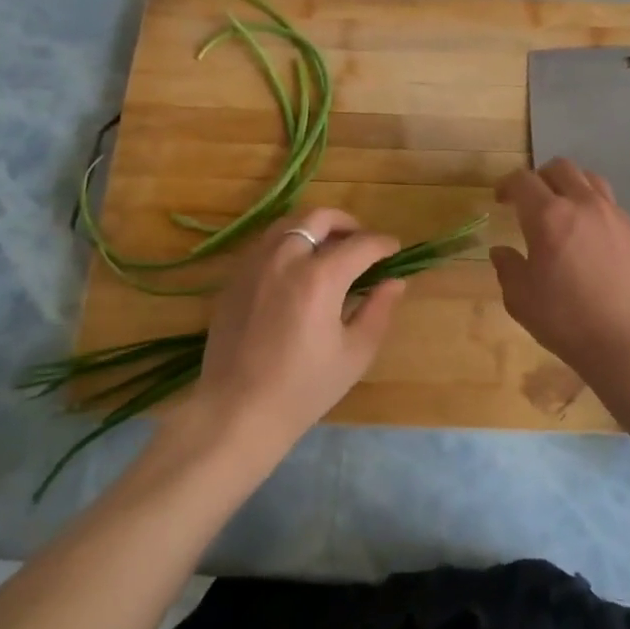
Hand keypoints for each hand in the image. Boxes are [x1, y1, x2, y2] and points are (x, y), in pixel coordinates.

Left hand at [181, 208, 406, 457]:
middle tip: (362, 242)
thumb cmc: (304, 388)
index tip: (394, 250)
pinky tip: (297, 267)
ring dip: (315, 228)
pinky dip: (288, 242)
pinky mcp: (234, 278)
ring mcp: (254, 265)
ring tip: (329, 249)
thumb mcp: (354, 354)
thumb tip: (395, 281)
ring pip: (288, 223)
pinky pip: (265, 243)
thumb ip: (379, 310)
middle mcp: (285, 259)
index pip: (360, 244)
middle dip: (347, 223)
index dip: (383, 244)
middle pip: (319, 218)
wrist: (237, 411)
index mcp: (319, 278)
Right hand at [491, 159, 629, 390]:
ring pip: (589, 179)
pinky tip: (590, 234)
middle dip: (539, 177)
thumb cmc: (569, 321)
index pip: (523, 181)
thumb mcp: (522, 300)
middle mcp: (583, 204)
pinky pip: (610, 203)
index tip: (500, 199)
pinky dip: (593, 206)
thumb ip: (508, 269)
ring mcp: (614, 215)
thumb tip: (501, 251)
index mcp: (548, 216)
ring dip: (570, 185)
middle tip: (530, 200)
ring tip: (562, 209)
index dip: (506, 185)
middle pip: (560, 168)